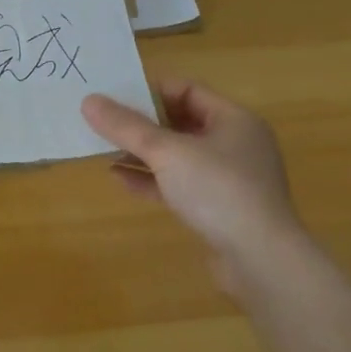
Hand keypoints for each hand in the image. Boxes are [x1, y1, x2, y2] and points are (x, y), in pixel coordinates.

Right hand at [81, 80, 300, 296]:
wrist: (261, 261)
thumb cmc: (218, 190)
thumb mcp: (166, 152)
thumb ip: (126, 127)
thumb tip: (89, 101)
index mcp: (233, 119)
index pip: (186, 89)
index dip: (150, 90)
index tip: (115, 96)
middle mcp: (236, 144)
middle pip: (181, 122)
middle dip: (142, 124)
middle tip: (105, 122)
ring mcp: (230, 179)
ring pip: (179, 156)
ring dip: (144, 153)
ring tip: (105, 151)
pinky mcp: (220, 210)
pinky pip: (180, 184)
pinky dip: (153, 180)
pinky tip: (120, 180)